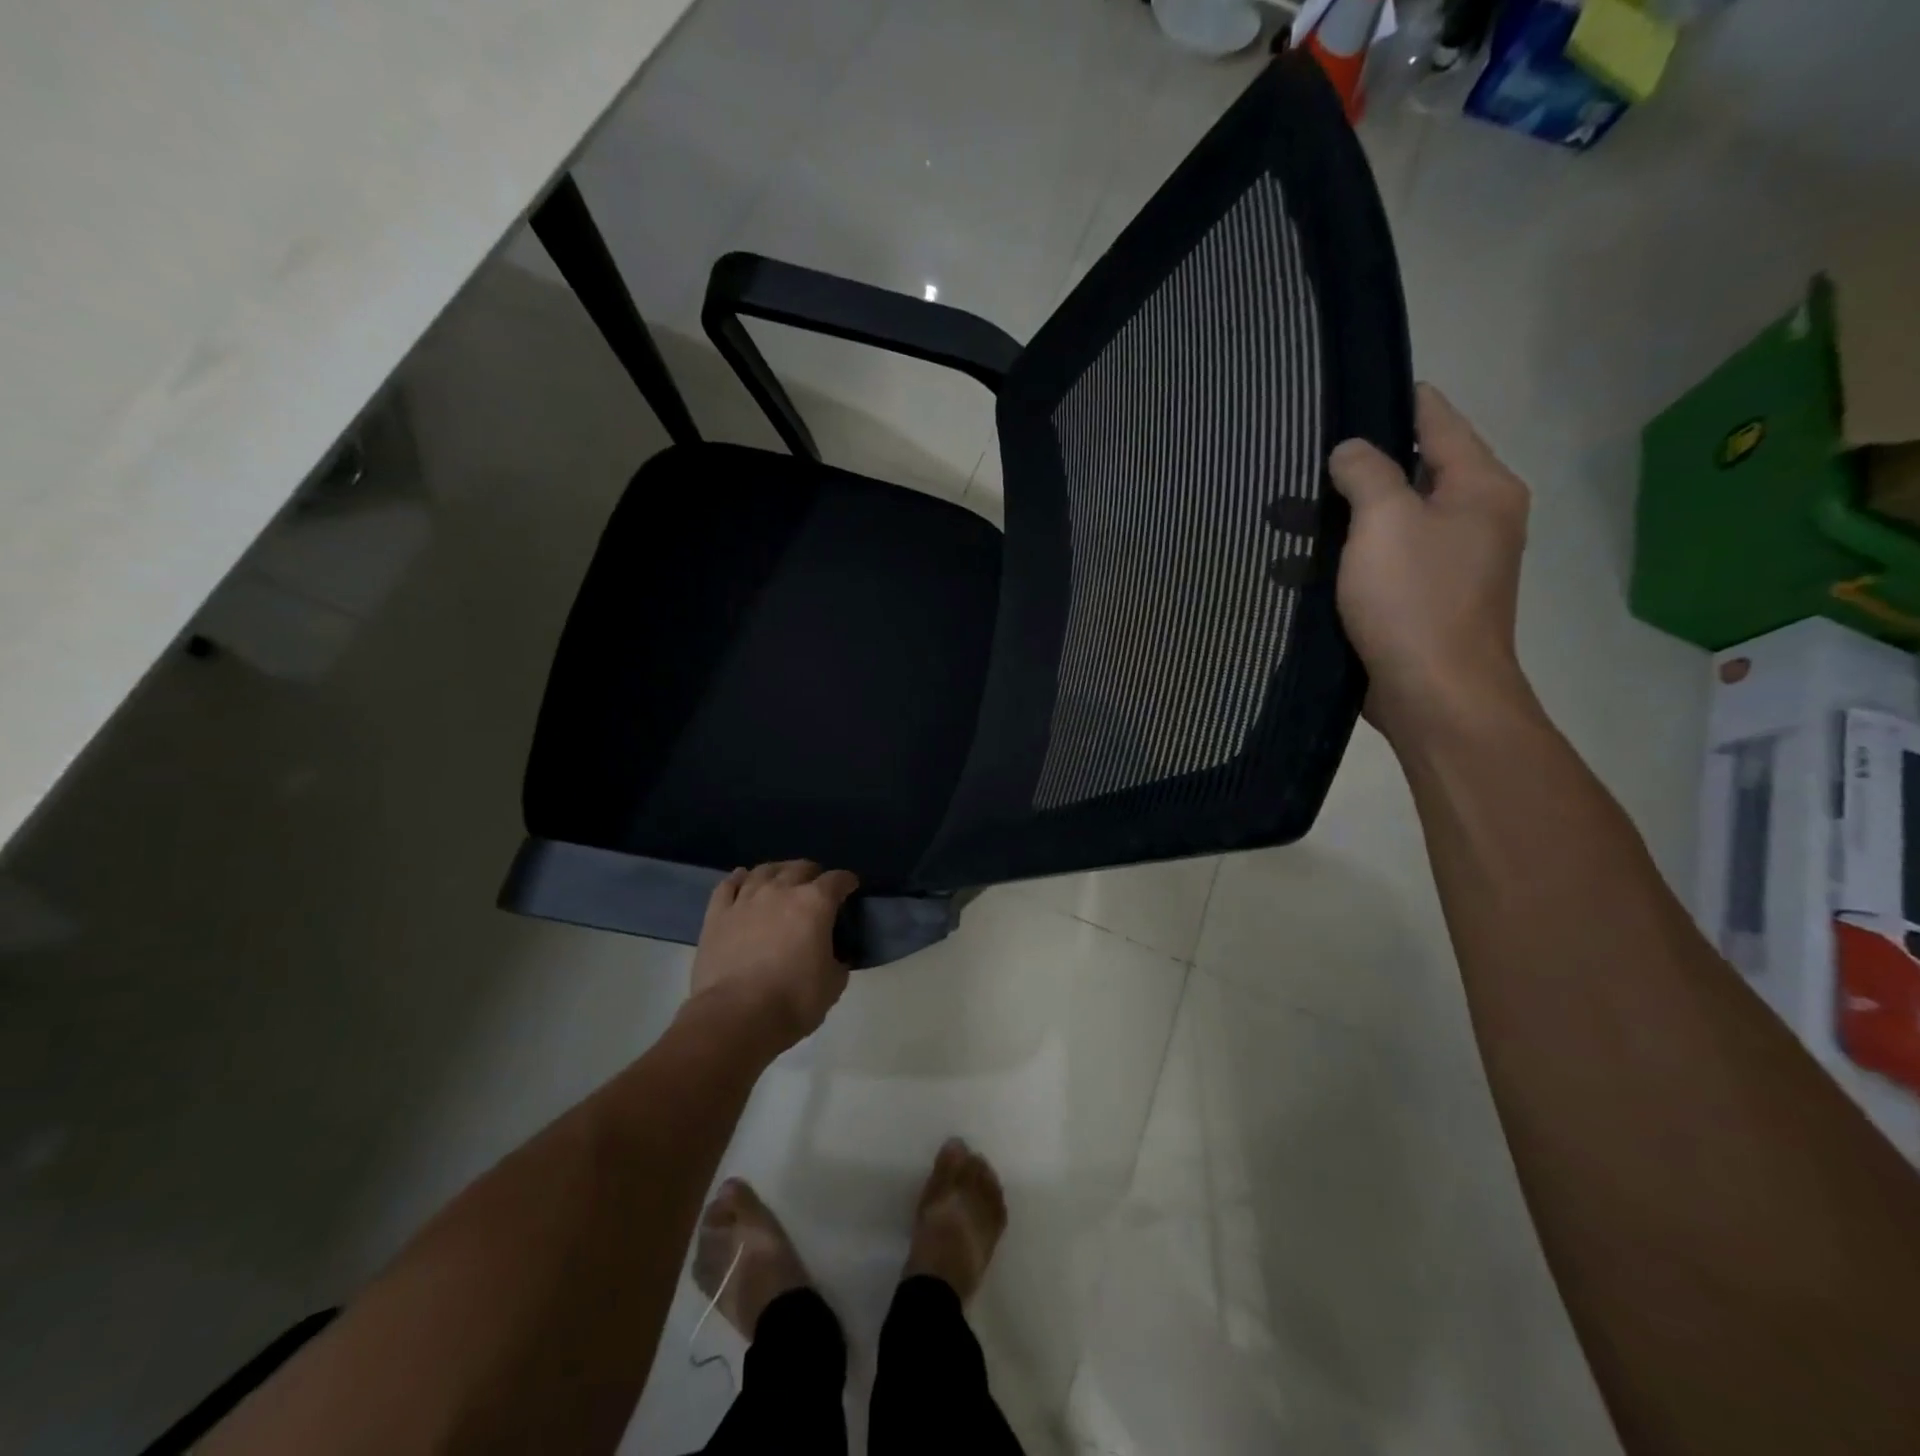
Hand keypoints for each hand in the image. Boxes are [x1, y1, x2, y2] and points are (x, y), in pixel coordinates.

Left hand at [686, 860, 858, 1057]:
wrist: (736, 1017)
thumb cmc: (793, 1001)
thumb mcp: (833, 985)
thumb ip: (837, 962)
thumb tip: (834, 957)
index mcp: (815, 904)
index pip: (837, 880)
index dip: (847, 882)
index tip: (850, 888)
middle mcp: (781, 891)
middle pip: (800, 868)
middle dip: (812, 874)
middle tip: (815, 887)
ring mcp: (746, 899)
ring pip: (764, 871)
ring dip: (778, 872)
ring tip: (781, 879)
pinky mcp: (717, 914)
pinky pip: (728, 885)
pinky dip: (738, 879)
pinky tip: (743, 879)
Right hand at [1328, 383, 1534, 746]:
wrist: (1435, 694)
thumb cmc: (1414, 600)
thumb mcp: (1384, 522)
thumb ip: (1366, 473)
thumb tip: (1351, 450)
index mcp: (1480, 487)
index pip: (1437, 420)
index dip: (1394, 401)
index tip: (1347, 390)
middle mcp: (1475, 518)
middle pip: (1413, 471)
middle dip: (1359, 466)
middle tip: (1304, 459)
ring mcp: (1452, 563)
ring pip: (1392, 521)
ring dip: (1346, 516)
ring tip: (1289, 512)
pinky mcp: (1424, 600)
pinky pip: (1383, 561)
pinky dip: (1349, 556)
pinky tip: (1304, 562)